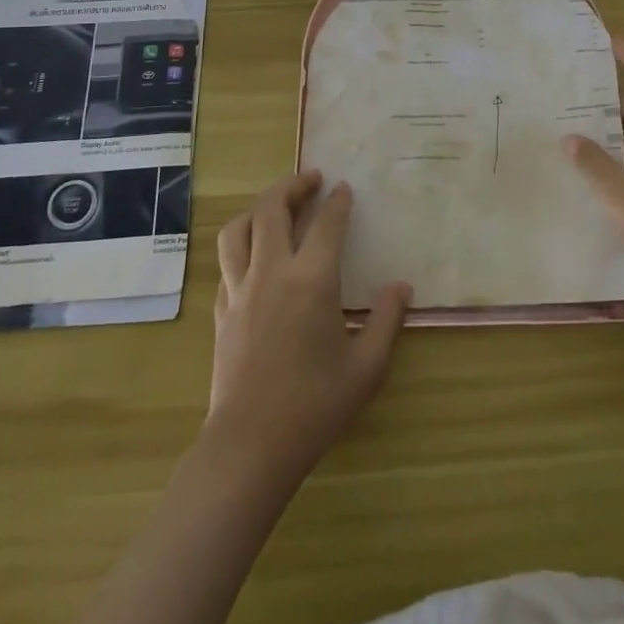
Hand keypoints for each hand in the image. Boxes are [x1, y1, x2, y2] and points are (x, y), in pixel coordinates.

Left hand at [206, 172, 410, 482]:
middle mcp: (272, 272)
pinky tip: (254, 253)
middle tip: (311, 178)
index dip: (337, 202)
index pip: (326, 223)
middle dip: (292, 185)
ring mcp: (241, 289)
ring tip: (276, 204)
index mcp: (312, 280)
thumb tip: (400, 286)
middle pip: (272, 209)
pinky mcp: (222, 310)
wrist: (251, 445)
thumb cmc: (315, 405)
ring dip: (259, 207)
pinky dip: (242, 244)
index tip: (344, 188)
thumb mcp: (367, 366)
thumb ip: (387, 320)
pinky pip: (228, 262)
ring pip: (239, 229)